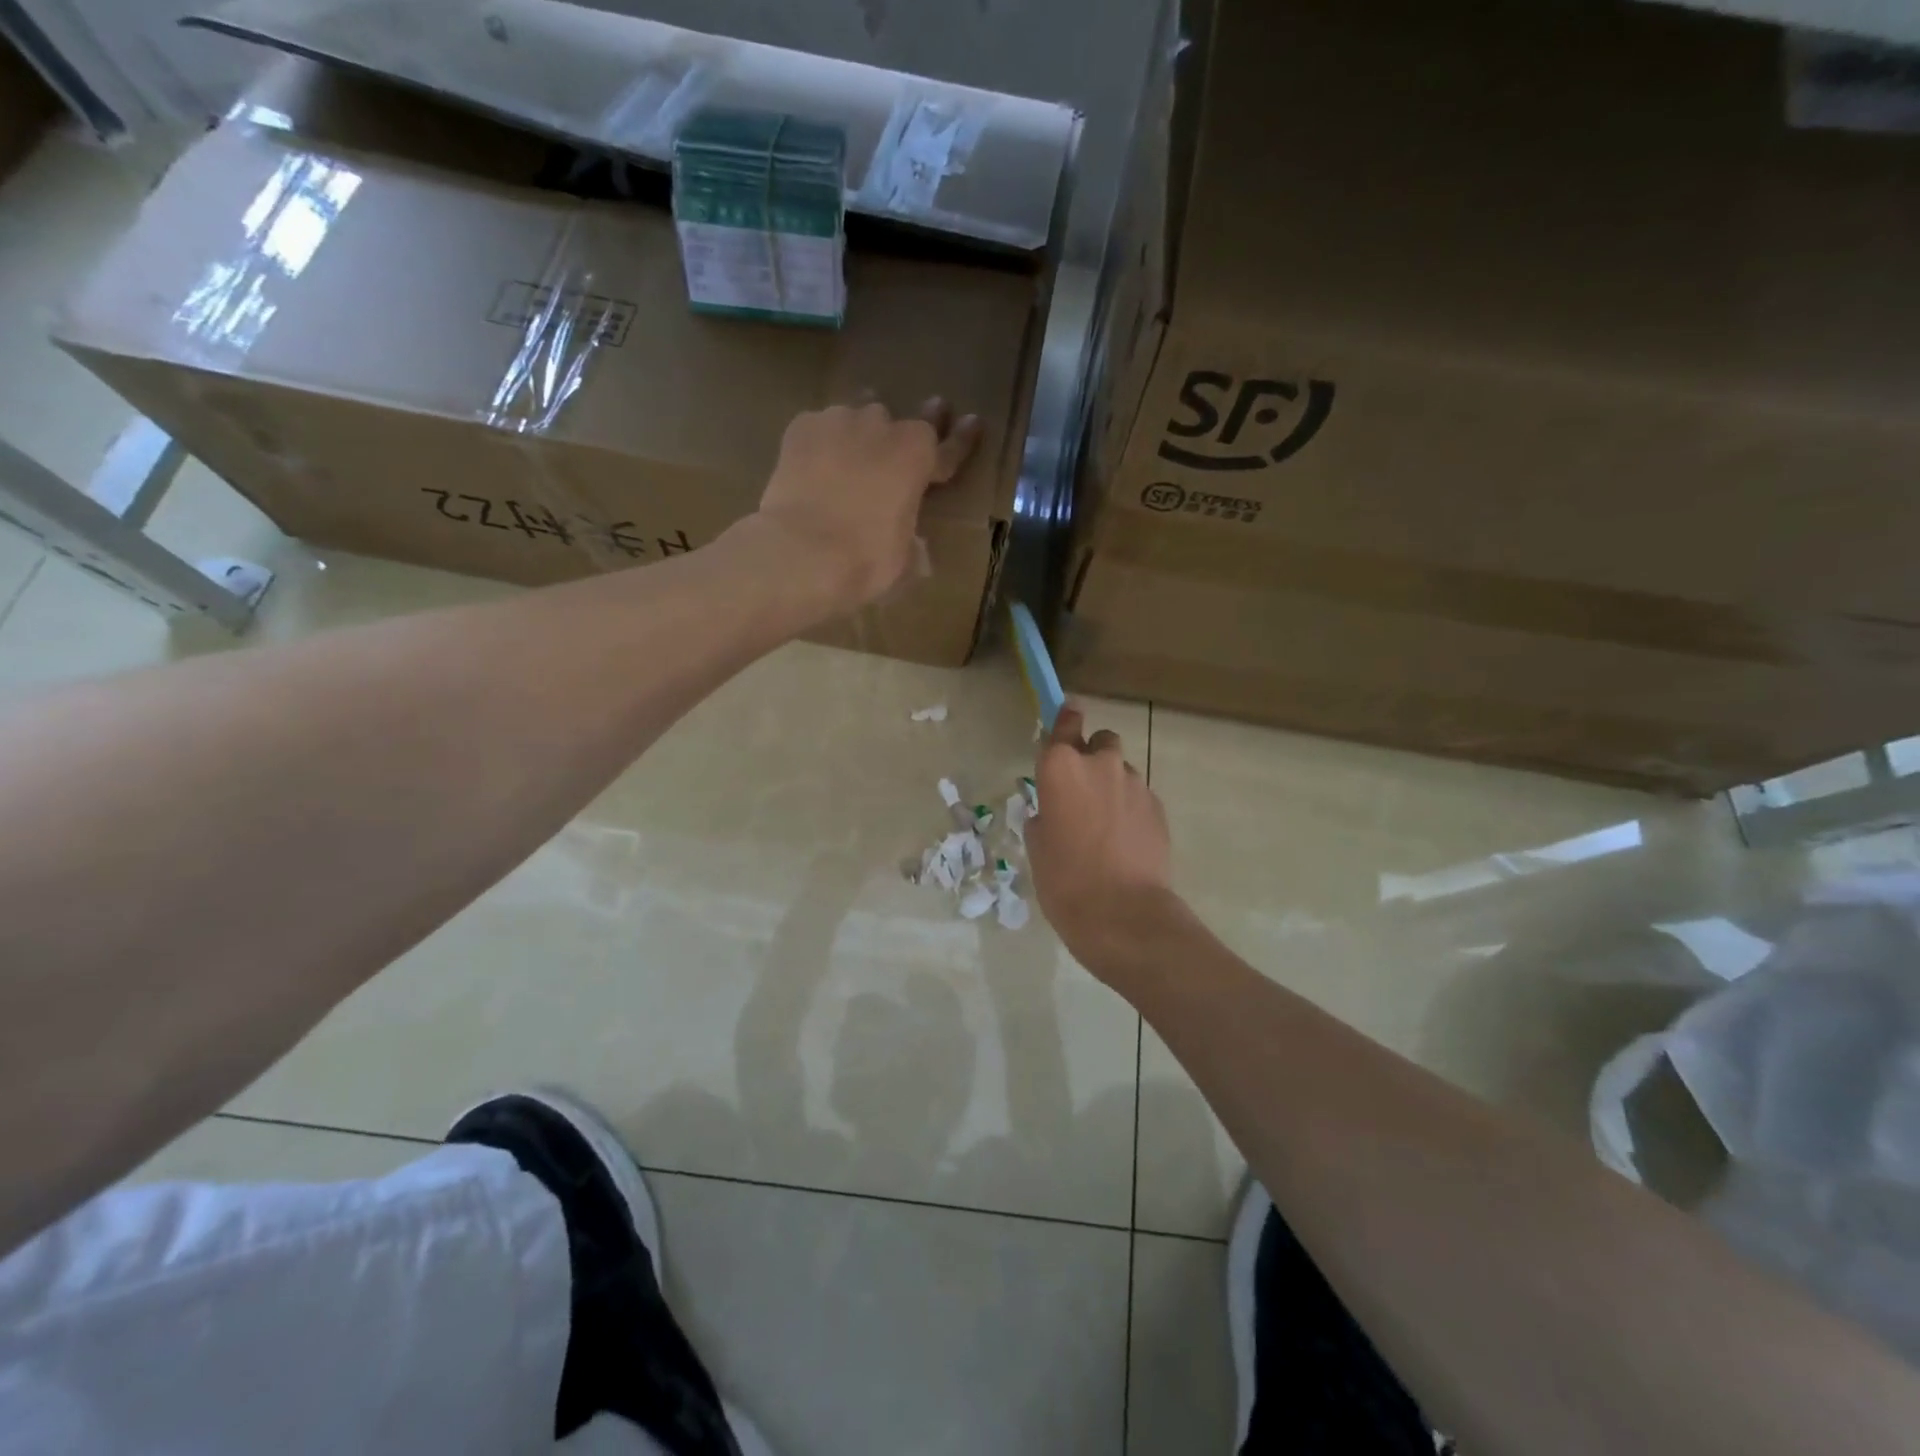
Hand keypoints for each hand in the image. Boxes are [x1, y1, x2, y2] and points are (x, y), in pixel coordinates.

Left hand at [752, 398, 981, 614]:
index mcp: (918, 457)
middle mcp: (883, 427)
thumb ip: (912, 541)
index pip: (949, 448)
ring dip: (860, 433)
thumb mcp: (903, 559)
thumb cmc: (864, 560)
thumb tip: (916, 547)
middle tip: (916, 423)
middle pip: (900, 422)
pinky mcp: (801, 427)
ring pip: (857, 417)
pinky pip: (819, 428)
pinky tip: (815, 461)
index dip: (962, 439)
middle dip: (911, 427)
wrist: (800, 552)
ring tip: (854, 450)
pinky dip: (822, 442)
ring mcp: (839, 421)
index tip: (973, 422)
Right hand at [1026, 704, 1177, 972]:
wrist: (1123, 914)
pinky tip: (1124, 840)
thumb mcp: (1037, 847)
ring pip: (1121, 770)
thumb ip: (1042, 817)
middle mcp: (1100, 765)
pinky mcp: (1158, 807)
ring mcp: (1134, 784)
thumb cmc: (1065, 879)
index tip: (1065, 721)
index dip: (1065, 720)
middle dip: (1092, 756)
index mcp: (1061, 767)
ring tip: (1104, 822)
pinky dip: (1130, 808)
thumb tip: (1050, 814)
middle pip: (1100, 741)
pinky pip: (1139, 796)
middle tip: (1081, 790)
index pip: (1065, 723)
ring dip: (1112, 784)